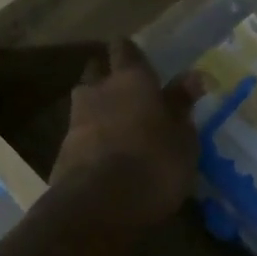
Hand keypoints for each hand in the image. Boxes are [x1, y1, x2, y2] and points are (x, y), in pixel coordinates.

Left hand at [50, 40, 197, 229]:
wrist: (99, 206)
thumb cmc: (155, 163)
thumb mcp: (183, 138)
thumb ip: (182, 105)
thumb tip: (193, 77)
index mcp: (131, 79)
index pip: (125, 49)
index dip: (132, 53)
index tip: (141, 60)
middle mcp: (99, 90)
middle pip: (97, 71)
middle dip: (108, 76)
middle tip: (128, 91)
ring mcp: (76, 120)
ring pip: (85, 101)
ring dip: (98, 108)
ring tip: (118, 124)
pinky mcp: (63, 150)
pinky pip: (81, 133)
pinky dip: (92, 137)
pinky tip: (107, 152)